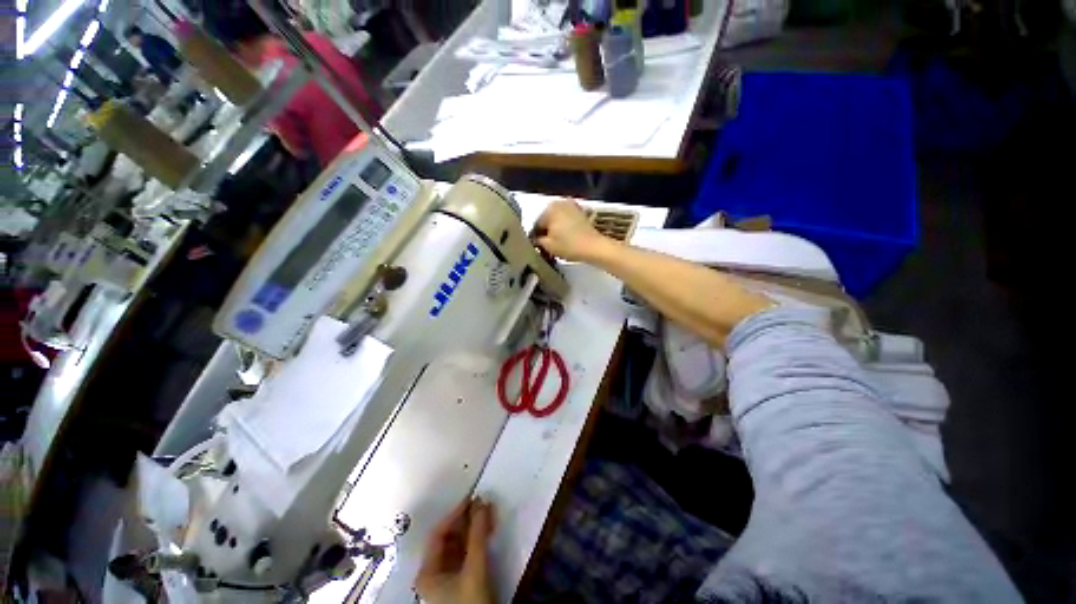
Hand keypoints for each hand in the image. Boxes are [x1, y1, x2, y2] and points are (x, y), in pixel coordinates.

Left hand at [415, 498, 495, 603]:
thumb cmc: (471, 603)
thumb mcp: (474, 568)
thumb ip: (477, 535)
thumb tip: (482, 503)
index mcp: (427, 572)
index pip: (438, 533)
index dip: (455, 514)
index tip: (472, 499)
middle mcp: (433, 573)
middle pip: (448, 538)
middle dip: (466, 520)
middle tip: (483, 504)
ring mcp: (446, 579)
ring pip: (458, 546)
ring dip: (472, 529)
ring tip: (487, 514)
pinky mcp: (459, 582)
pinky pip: (465, 554)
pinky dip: (475, 541)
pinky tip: (486, 531)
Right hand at [533, 199, 606, 261]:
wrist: (593, 246)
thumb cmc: (569, 246)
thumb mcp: (548, 246)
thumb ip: (537, 241)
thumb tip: (534, 239)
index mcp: (549, 209)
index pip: (536, 225)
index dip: (536, 238)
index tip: (539, 248)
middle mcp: (559, 202)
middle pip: (547, 220)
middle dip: (546, 231)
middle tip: (548, 246)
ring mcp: (571, 205)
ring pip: (557, 219)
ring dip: (555, 229)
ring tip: (557, 243)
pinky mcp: (580, 211)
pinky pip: (567, 219)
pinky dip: (564, 226)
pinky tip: (566, 237)